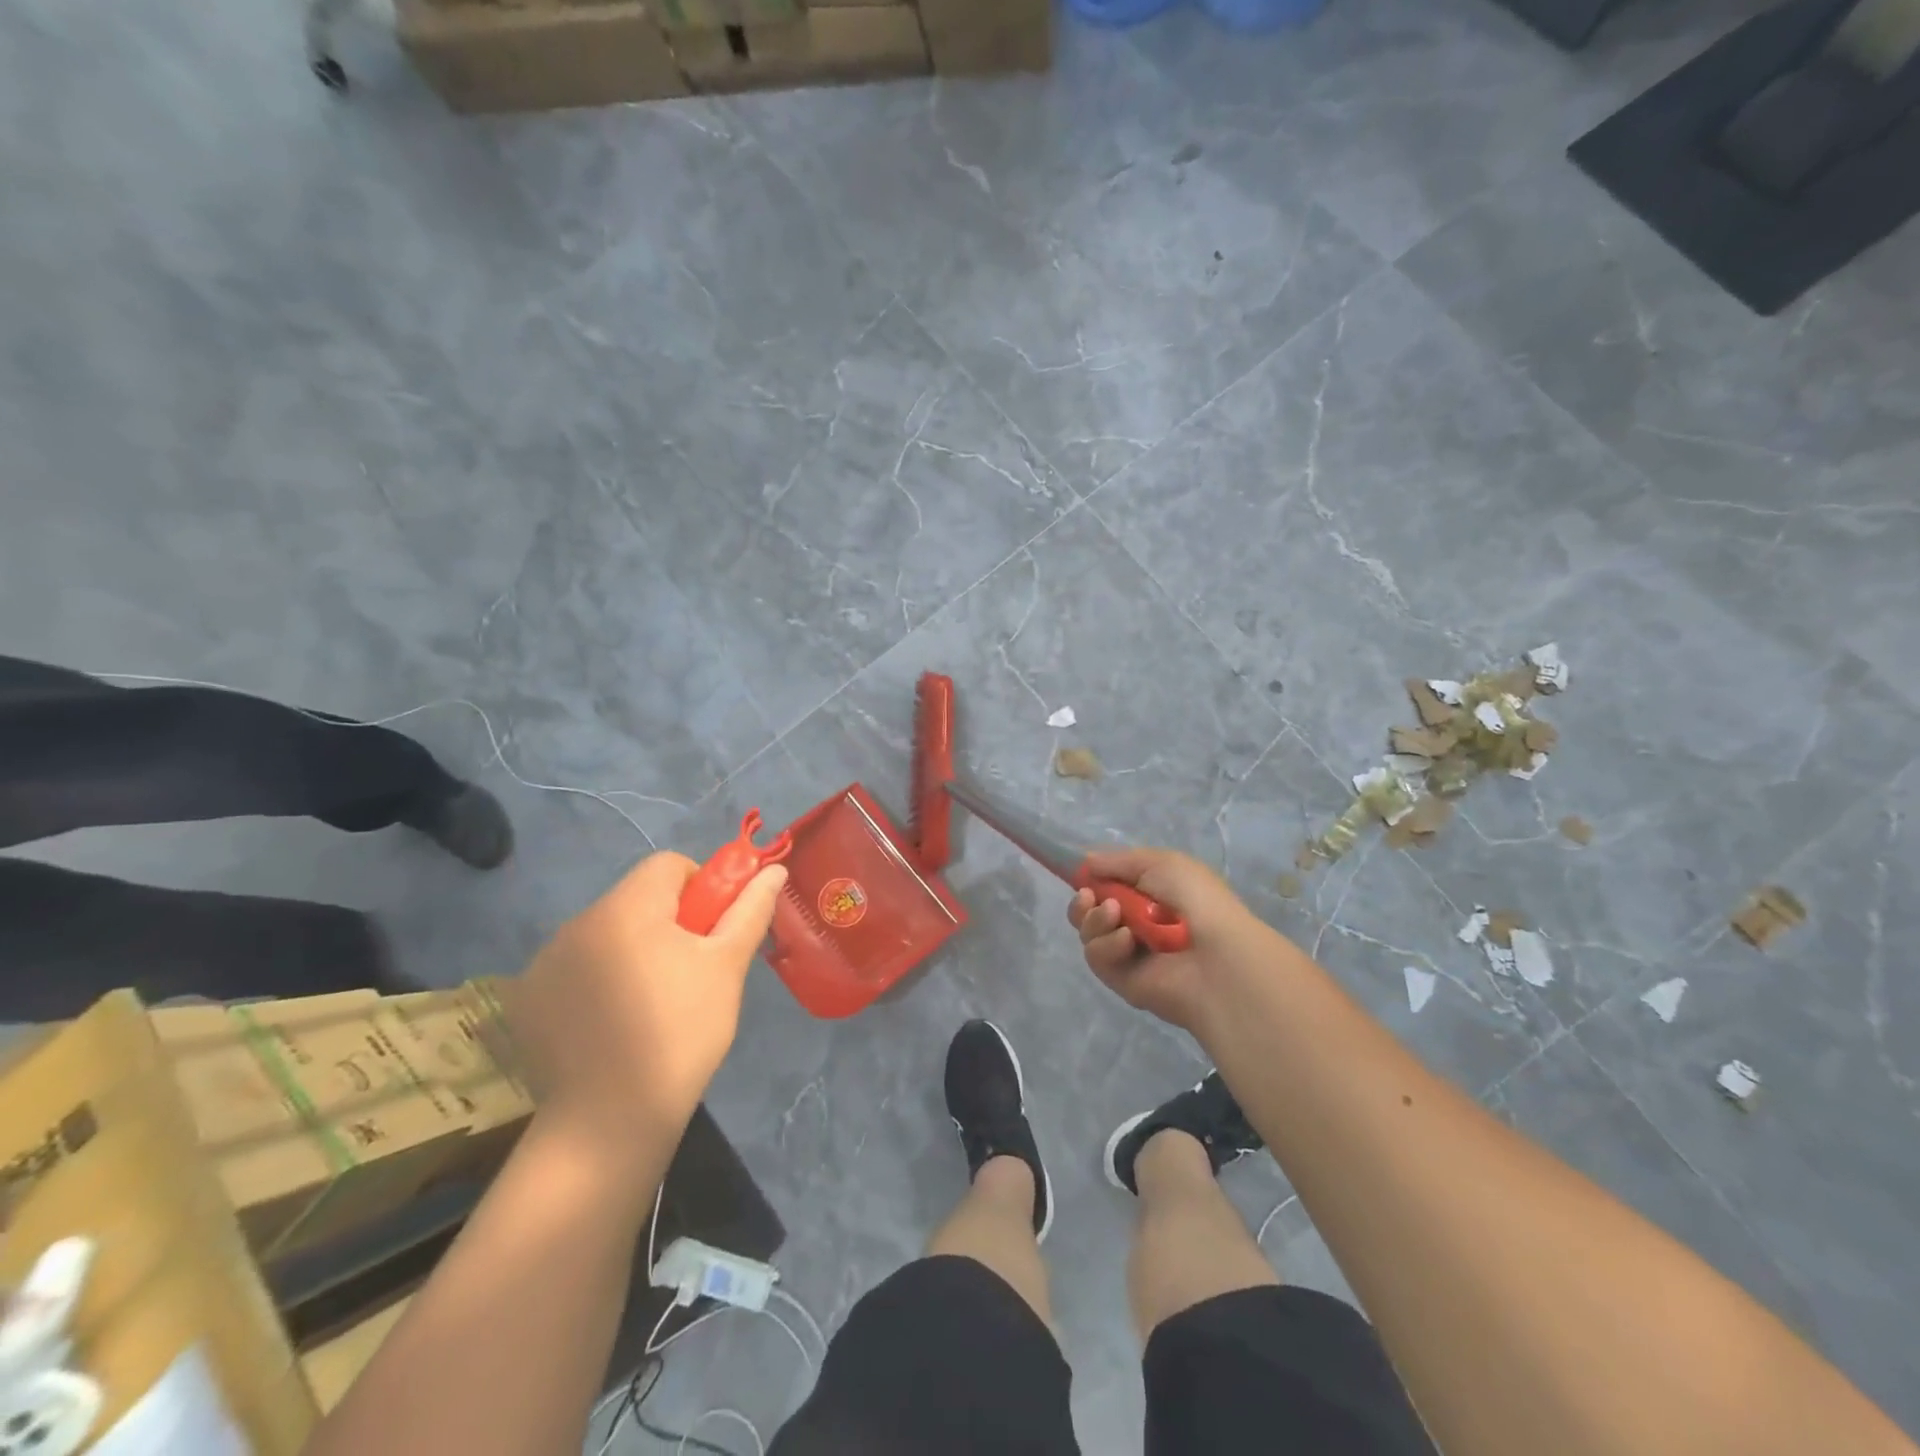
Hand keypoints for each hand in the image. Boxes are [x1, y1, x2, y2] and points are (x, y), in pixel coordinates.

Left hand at [503, 851, 786, 1155]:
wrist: (609, 1121)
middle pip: (635, 898)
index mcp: (626, 908)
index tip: (710, 933)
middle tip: (687, 972)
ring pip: (605, 932)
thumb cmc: (681, 1033)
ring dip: (631, 949)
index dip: (700, 888)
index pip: (669, 865)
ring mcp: (544, 962)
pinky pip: (575, 966)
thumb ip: (750, 911)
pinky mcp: (528, 999)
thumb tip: (774, 871)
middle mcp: (577, 923)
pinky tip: (610, 1023)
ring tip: (648, 1003)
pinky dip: (597, 979)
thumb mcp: (726, 967)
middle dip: (666, 922)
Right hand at [1067, 847, 1265, 1032]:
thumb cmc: (1195, 900)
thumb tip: (1086, 863)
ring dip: (1095, 919)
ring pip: (1088, 932)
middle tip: (1089, 897)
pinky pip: (1096, 956)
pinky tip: (1127, 942)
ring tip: (1115, 916)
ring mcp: (1126, 952)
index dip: (1091, 879)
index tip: (1082, 874)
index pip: (1107, 886)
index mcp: (1149, 894)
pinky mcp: (1120, 979)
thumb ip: (1118, 861)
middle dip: (1082, 901)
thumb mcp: (1160, 863)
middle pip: (1089, 911)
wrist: (1216, 957)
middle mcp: (1135, 923)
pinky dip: (1107, 945)